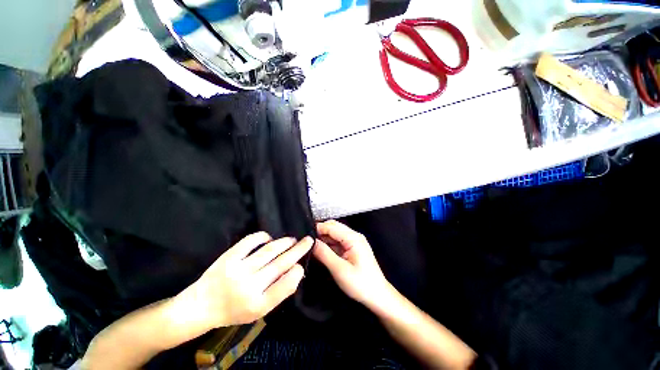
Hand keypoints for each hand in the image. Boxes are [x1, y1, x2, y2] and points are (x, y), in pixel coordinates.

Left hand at [175, 232, 312, 330]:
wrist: (201, 305)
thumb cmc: (234, 310)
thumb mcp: (259, 311)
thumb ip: (279, 292)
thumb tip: (296, 271)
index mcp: (257, 304)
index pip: (284, 287)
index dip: (296, 273)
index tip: (301, 265)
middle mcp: (249, 287)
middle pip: (280, 264)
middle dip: (298, 250)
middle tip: (309, 240)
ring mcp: (238, 270)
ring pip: (268, 251)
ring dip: (284, 243)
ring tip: (293, 239)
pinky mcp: (228, 257)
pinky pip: (250, 241)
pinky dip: (262, 237)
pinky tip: (269, 238)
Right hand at [313, 220, 393, 309]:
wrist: (377, 295)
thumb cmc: (360, 284)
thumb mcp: (339, 269)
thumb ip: (324, 254)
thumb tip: (311, 243)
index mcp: (353, 238)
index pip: (332, 227)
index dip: (318, 228)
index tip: (304, 234)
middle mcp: (354, 236)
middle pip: (334, 227)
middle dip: (320, 231)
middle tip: (306, 240)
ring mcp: (354, 242)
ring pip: (335, 234)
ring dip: (324, 237)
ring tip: (310, 244)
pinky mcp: (352, 248)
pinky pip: (338, 242)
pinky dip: (329, 244)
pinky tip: (320, 249)